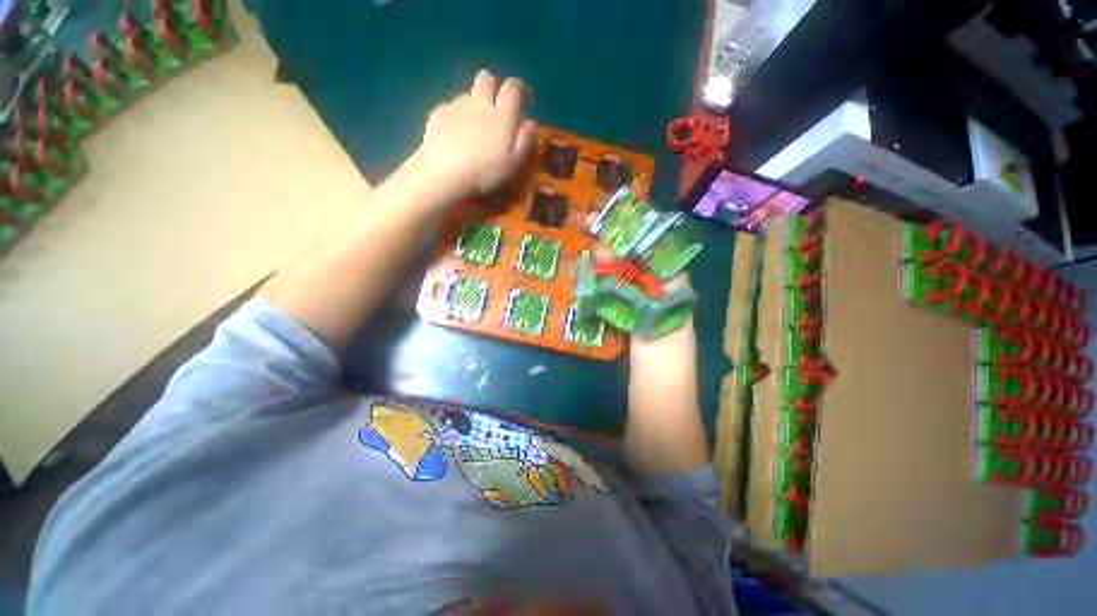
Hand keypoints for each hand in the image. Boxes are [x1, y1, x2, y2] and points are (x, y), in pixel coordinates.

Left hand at [412, 70, 536, 202]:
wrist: (444, 175)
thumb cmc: (485, 172)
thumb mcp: (514, 163)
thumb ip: (525, 140)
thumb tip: (531, 122)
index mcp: (501, 114)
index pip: (513, 87)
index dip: (521, 88)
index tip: (526, 98)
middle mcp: (479, 102)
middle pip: (487, 78)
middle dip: (494, 86)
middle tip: (497, 106)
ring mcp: (456, 106)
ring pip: (468, 94)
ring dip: (475, 103)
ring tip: (475, 127)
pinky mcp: (437, 114)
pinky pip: (451, 107)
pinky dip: (457, 116)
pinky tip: (456, 134)